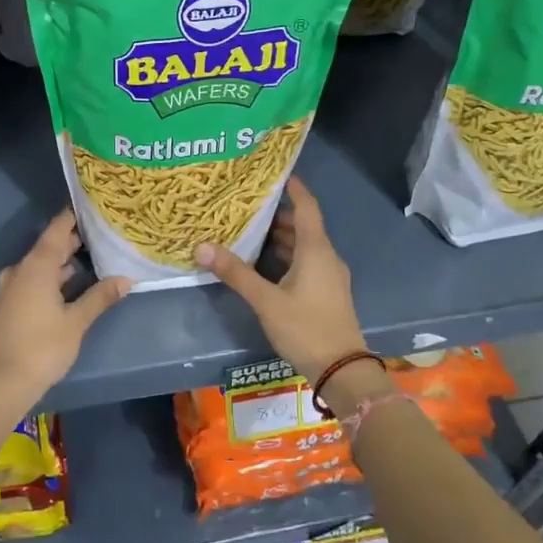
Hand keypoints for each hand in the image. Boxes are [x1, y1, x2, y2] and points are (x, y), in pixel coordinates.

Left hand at [0, 210, 130, 409]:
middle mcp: (20, 270)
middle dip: (72, 240)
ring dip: (61, 261)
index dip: (72, 216)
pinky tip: (68, 285)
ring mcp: (10, 288)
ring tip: (90, 258)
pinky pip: (31, 279)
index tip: (90, 205)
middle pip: (48, 246)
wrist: (0, 383)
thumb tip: (126, 279)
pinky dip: (50, 276)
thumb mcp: (76, 322)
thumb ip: (100, 297)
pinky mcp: (6, 305)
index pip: (56, 230)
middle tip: (99, 233)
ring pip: (39, 265)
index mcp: (36, 266)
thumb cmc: (42, 347)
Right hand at [197, 178, 367, 379]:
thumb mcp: (266, 300)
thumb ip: (236, 273)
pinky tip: (264, 263)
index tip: (276, 173)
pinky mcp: (327, 292)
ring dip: (280, 238)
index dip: (293, 188)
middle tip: (246, 205)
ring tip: (249, 230)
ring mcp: (329, 276)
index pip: (306, 207)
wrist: (341, 370)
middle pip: (302, 226)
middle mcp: (326, 256)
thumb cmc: (305, 327)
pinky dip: (286, 256)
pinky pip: (306, 262)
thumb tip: (201, 247)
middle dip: (277, 215)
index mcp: (316, 250)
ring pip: (304, 246)